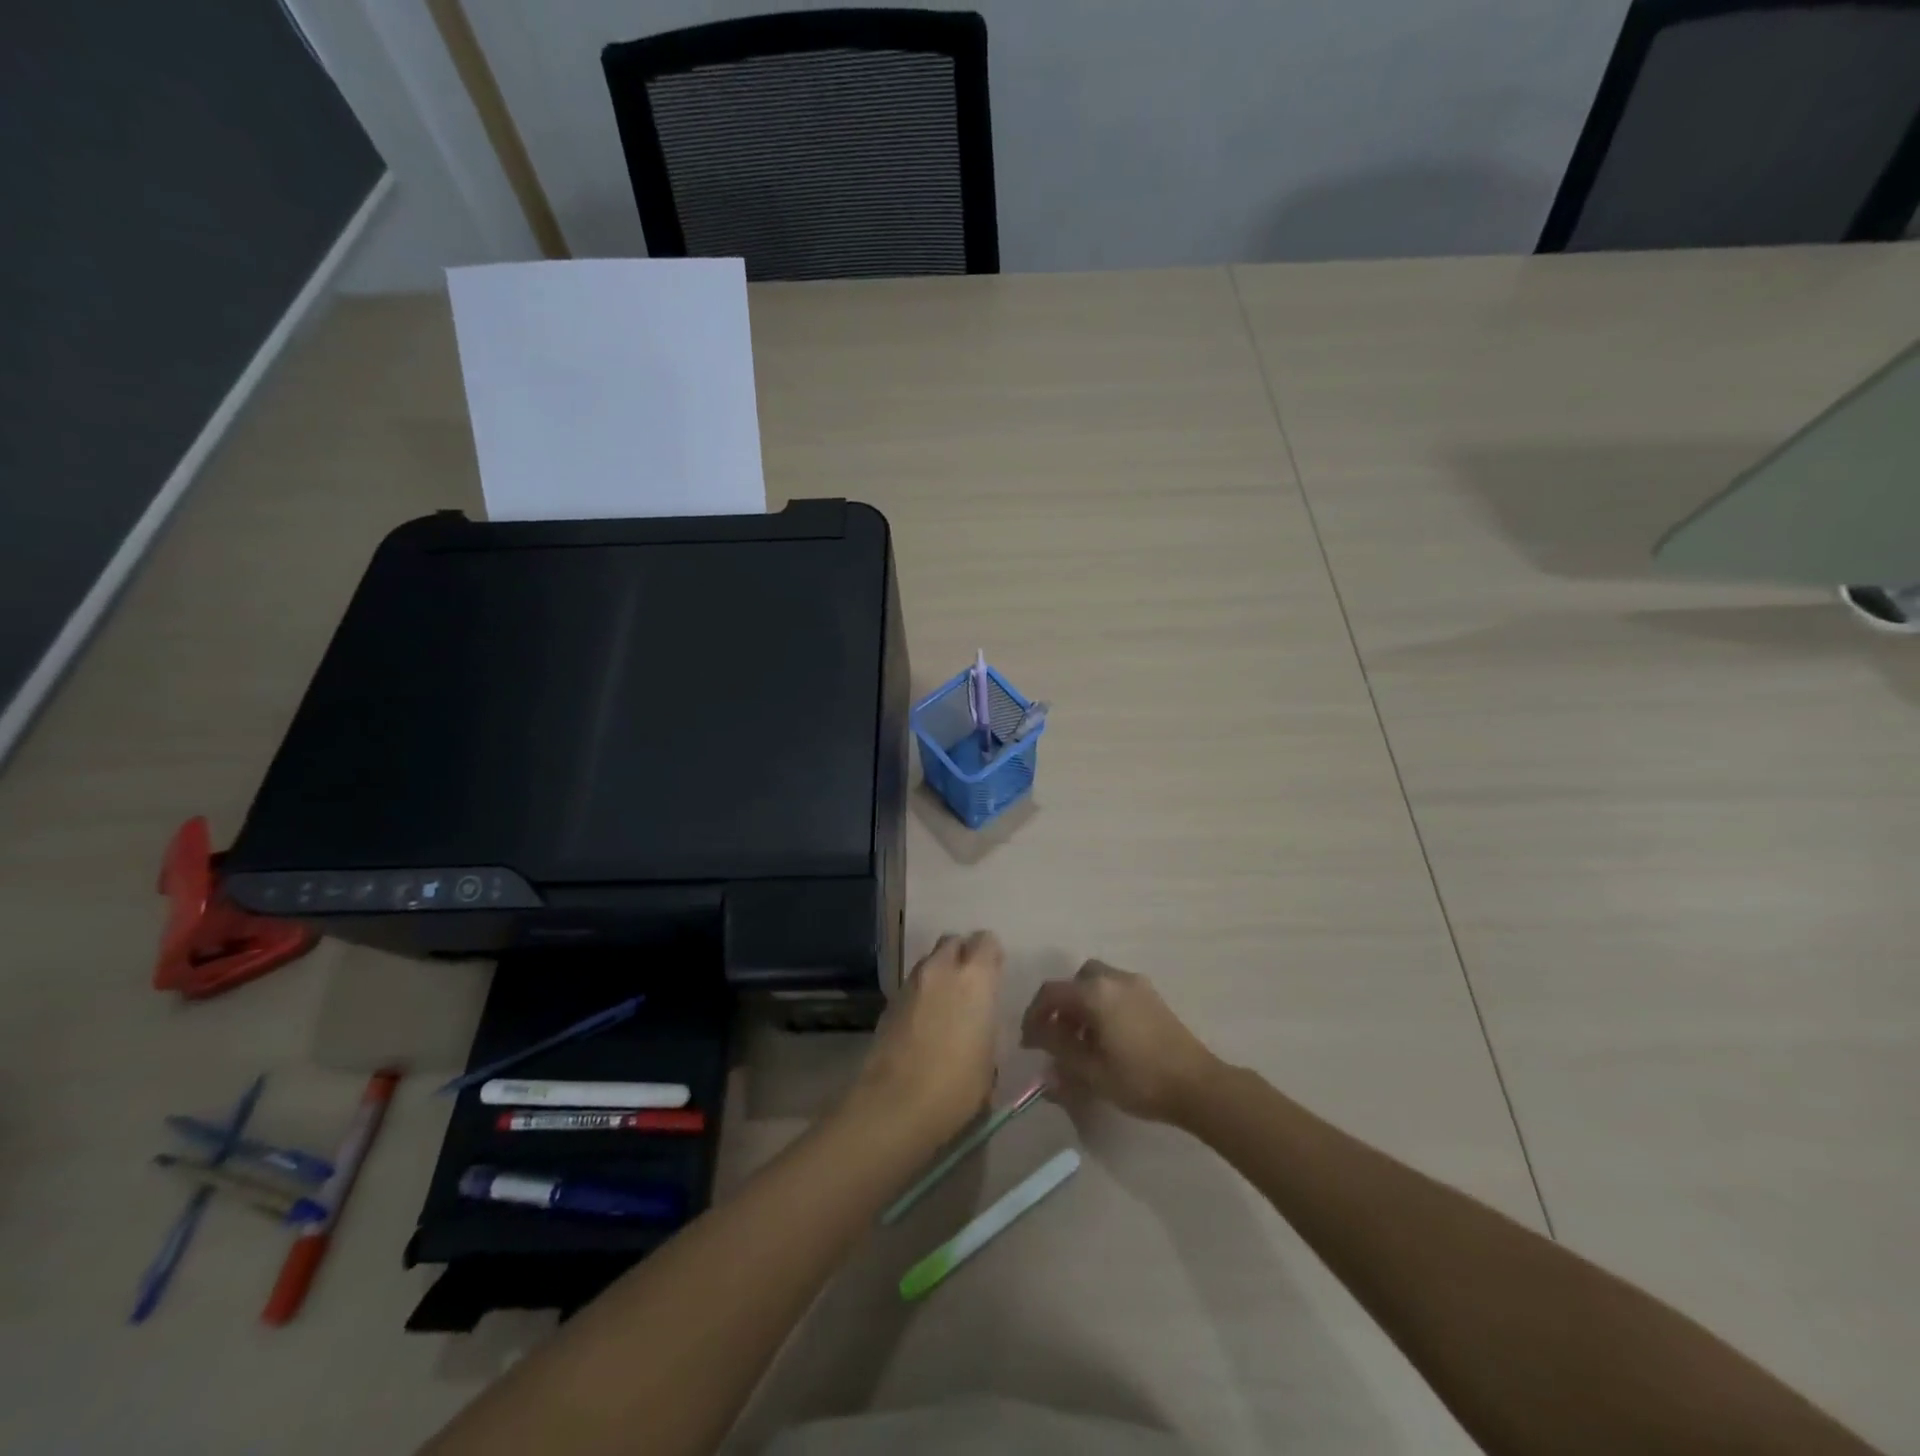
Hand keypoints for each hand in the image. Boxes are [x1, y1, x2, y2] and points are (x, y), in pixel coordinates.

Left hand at [846, 931, 1003, 1143]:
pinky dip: (922, 993)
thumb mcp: (989, 1056)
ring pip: (929, 961)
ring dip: (940, 973)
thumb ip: (986, 1023)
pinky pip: (912, 984)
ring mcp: (911, 983)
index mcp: (974, 978)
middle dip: (962, 955)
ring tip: (946, 1004)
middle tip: (970, 984)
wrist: (896, 1103)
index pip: (986, 941)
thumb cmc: (957, 1085)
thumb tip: (979, 1019)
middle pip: (952, 942)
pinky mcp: (890, 1001)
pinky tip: (925, 1022)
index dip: (991, 955)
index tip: (995, 973)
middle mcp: (941, 969)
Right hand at [1021, 960, 1220, 1124]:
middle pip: (1075, 981)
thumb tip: (1037, 1037)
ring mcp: (1136, 985)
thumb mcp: (1091, 1071)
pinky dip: (1102, 1005)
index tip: (1029, 1043)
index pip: (1051, 993)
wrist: (1198, 1085)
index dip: (1034, 1015)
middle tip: (1056, 1036)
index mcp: (1095, 993)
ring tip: (1081, 1041)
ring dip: (1082, 1005)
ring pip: (1097, 983)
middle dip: (1061, 1005)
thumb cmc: (1139, 1079)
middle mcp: (1114, 978)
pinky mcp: (1152, 997)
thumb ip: (1059, 1050)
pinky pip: (1116, 991)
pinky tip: (1107, 1038)